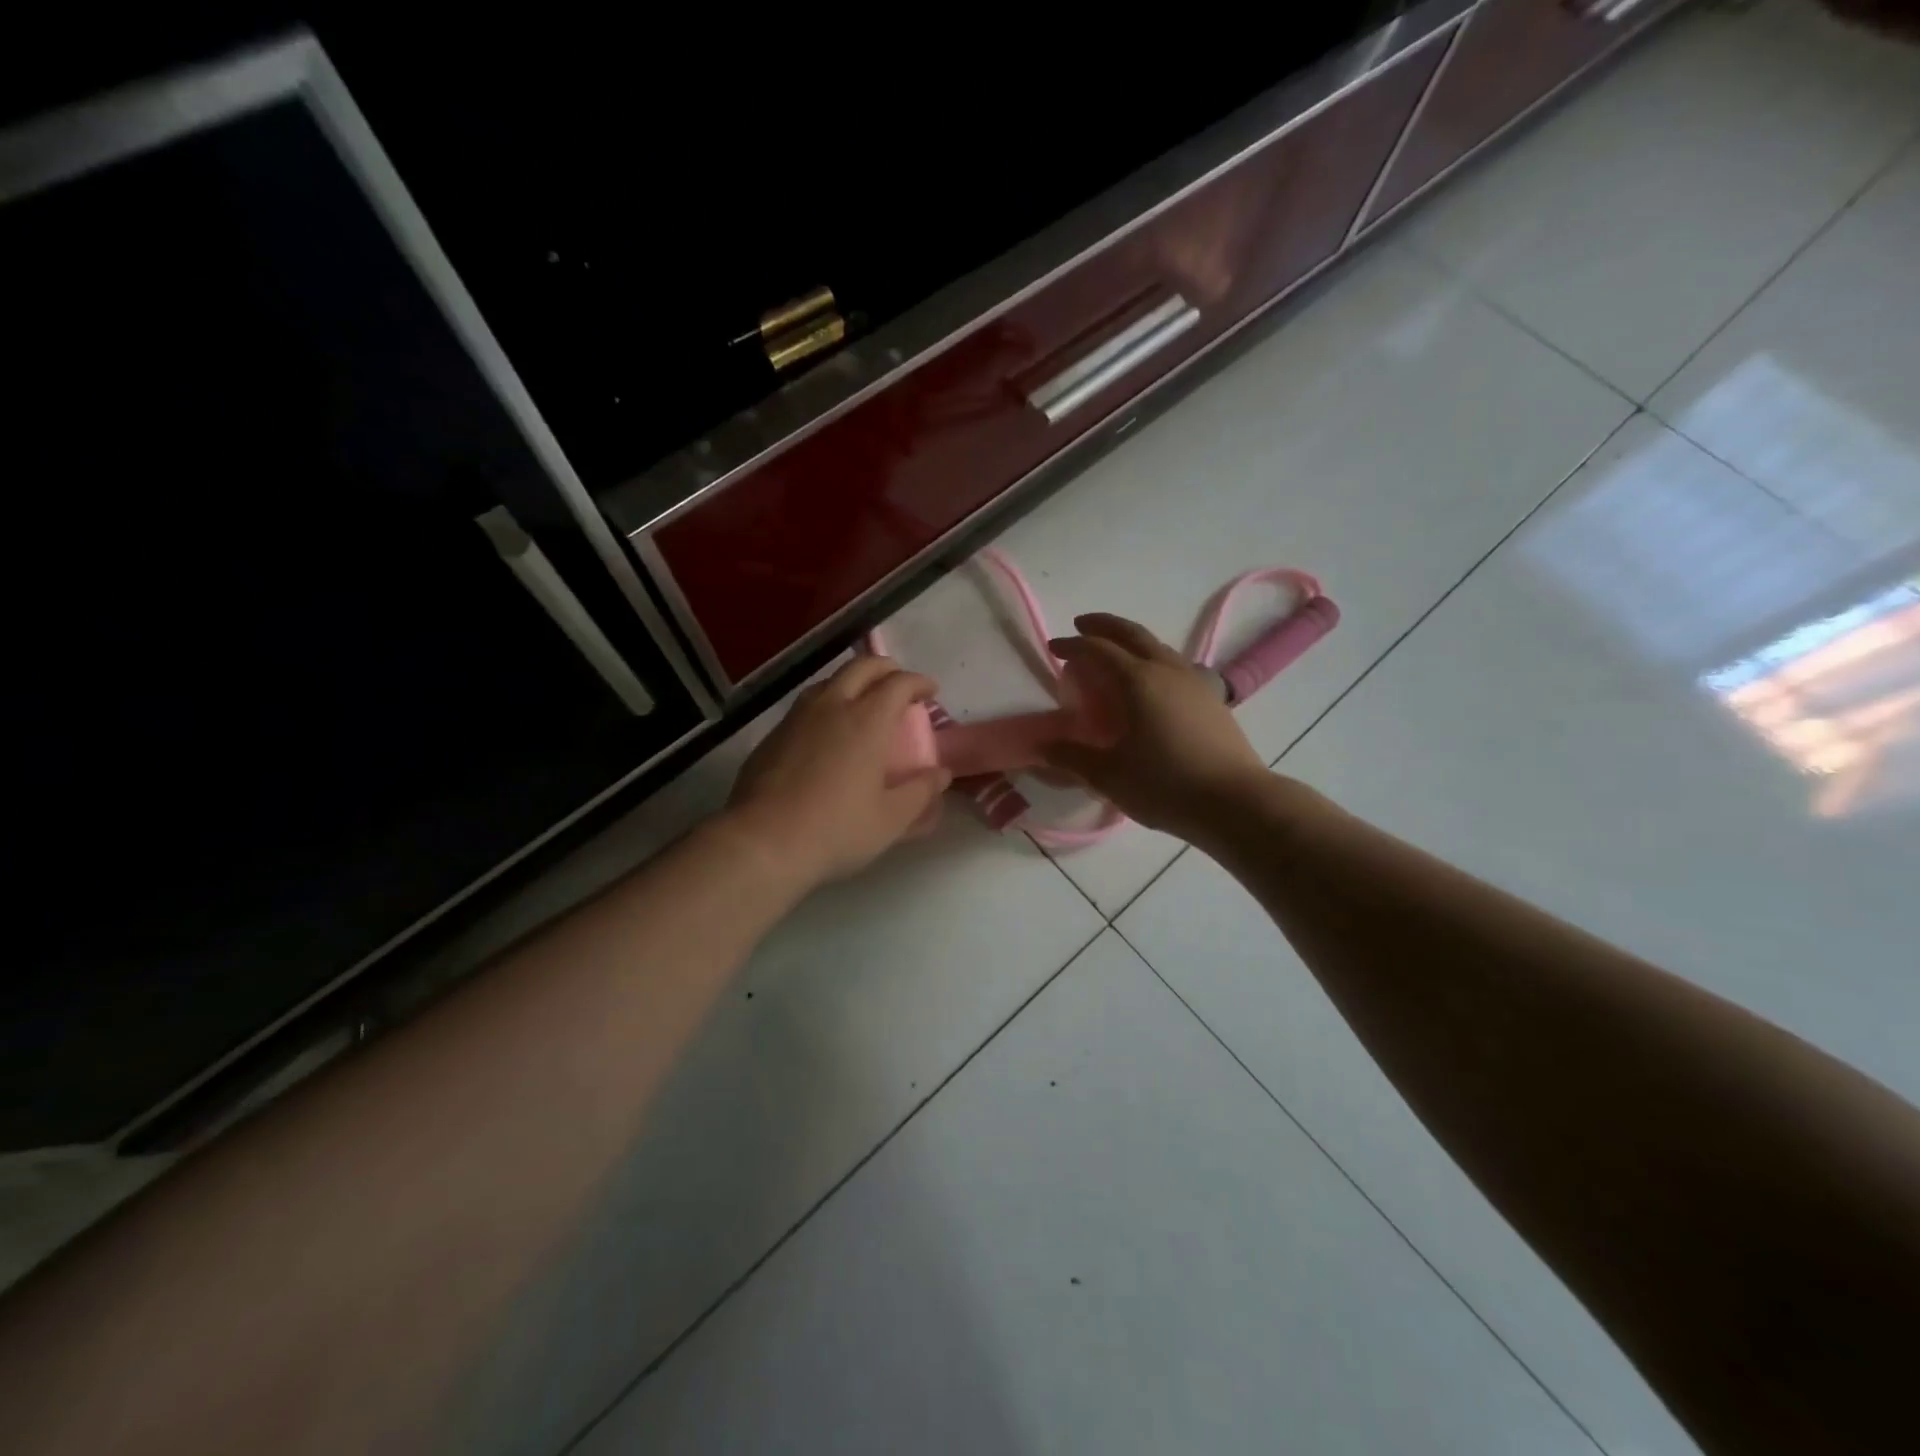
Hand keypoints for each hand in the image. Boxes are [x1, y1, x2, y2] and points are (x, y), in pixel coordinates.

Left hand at [724, 656, 951, 891]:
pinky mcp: (772, 735)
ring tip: (863, 702)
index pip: (899, 683)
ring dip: (854, 682)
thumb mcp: (891, 819)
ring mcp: (797, 718)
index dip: (919, 682)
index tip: (931, 691)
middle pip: (862, 667)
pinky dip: (827, 704)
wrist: (762, 842)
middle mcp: (832, 706)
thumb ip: (921, 792)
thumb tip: (941, 774)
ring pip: (830, 681)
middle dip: (887, 669)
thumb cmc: (836, 830)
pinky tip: (827, 732)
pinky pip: (806, 705)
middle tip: (900, 685)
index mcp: (866, 720)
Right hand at [1042, 614, 1269, 844]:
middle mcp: (1166, 670)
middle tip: (1082, 625)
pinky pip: (1175, 665)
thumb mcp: (1109, 776)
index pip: (1097, 650)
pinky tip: (1152, 683)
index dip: (1072, 645)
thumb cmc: (1165, 785)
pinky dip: (1153, 660)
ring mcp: (1194, 682)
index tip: (1053, 648)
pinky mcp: (1212, 698)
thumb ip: (1072, 757)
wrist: (1235, 802)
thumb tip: (1043, 747)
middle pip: (1132, 633)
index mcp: (1137, 681)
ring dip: (1131, 641)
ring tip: (1115, 653)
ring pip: (1158, 646)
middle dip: (1103, 625)